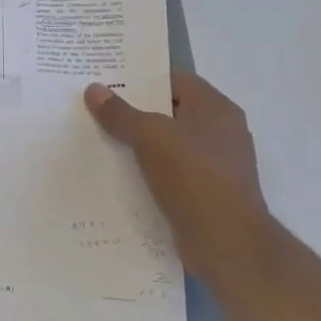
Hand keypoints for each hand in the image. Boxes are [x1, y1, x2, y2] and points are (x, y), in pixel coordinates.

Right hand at [85, 73, 272, 279]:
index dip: (143, 78)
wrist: (226, 242)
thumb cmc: (194, 177)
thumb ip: (120, 113)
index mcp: (217, 110)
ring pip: (168, 144)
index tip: (108, 81)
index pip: (176, 80)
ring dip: (139, 144)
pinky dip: (147, 171)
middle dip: (135, 111)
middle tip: (97, 108)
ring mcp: (215, 165)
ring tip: (100, 139)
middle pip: (171, 112)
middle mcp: (221, 132)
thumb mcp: (150, 137)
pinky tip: (119, 174)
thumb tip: (93, 89)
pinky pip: (170, 172)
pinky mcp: (206, 193)